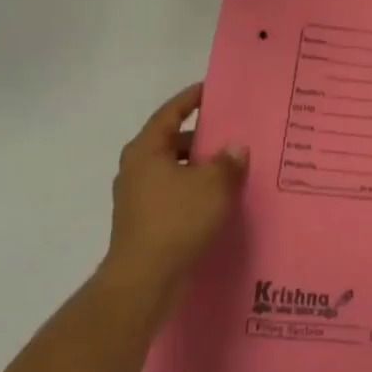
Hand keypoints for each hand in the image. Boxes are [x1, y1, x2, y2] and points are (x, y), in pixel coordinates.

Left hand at [100, 84, 247, 302]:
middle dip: (201, 137)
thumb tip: (235, 149)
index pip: (170, 112)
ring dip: (199, 167)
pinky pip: (173, 194)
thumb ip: (228, 162)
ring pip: (173, 170)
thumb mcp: (213, 185)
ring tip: (230, 167)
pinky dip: (194, 190)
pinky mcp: (144, 222)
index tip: (212, 89)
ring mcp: (137, 197)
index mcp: (146, 150)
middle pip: (171, 141)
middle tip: (232, 132)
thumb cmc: (176, 221)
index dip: (191, 99)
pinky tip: (218, 199)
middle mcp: (136, 168)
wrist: (143, 281)